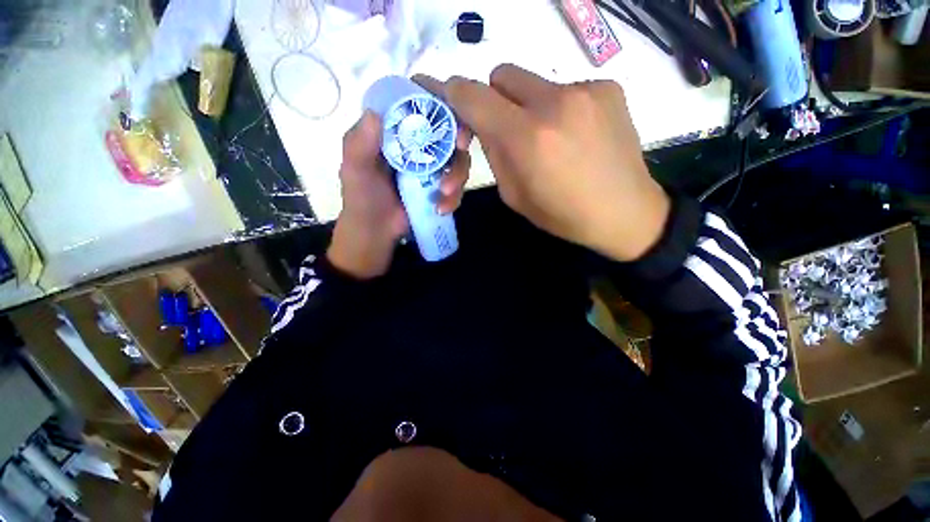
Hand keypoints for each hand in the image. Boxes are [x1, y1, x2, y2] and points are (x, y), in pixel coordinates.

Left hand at [327, 110, 470, 278]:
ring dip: (458, 175)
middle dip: (458, 140)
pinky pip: (456, 187)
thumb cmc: (362, 198)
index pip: (421, 110)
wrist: (376, 232)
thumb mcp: (355, 170)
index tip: (450, 112)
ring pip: (457, 161)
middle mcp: (417, 148)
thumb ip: (359, 144)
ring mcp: (431, 169)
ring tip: (446, 192)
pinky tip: (442, 209)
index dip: (439, 106)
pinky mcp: (439, 189)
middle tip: (461, 147)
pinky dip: (454, 197)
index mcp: (397, 135)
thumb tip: (375, 113)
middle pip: (447, 134)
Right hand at [443, 64, 669, 261]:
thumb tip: (486, 126)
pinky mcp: (608, 87)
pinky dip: (558, 108)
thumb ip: (495, 154)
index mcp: (527, 138)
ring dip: (528, 105)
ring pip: (534, 82)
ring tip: (546, 139)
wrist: (624, 212)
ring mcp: (585, 90)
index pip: (474, 96)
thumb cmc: (562, 215)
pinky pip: (565, 88)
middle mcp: (554, 102)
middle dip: (494, 99)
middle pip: (502, 74)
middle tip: (504, 129)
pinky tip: (574, 136)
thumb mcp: (514, 195)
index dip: (454, 93)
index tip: (449, 99)